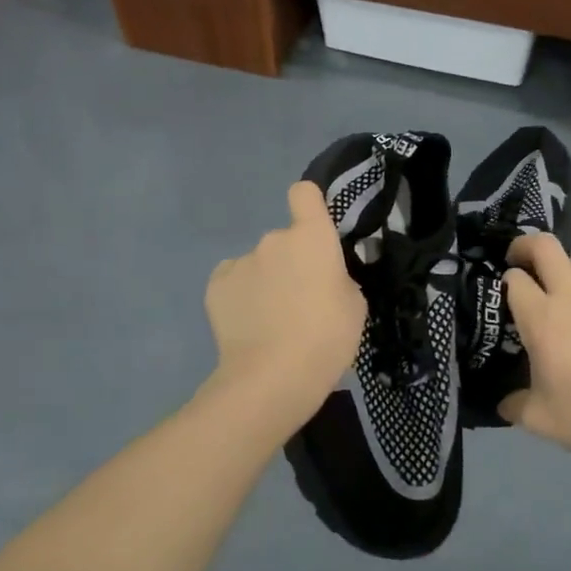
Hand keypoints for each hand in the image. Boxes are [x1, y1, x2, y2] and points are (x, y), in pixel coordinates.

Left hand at [205, 182, 365, 420]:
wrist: (272, 377)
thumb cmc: (327, 338)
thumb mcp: (354, 306)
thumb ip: (337, 278)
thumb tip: (323, 277)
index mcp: (312, 237)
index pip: (304, 193)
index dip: (309, 205)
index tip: (314, 228)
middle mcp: (273, 239)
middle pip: (284, 241)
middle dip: (291, 263)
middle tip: (300, 301)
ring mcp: (241, 261)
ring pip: (258, 264)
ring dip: (266, 282)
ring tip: (271, 322)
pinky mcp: (216, 285)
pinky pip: (234, 282)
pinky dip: (241, 296)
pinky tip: (248, 325)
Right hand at [499, 234, 570, 463]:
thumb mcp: (540, 420)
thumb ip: (516, 405)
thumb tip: (505, 403)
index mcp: (543, 320)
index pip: (515, 279)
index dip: (504, 282)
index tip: (502, 296)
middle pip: (547, 247)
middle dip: (526, 246)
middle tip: (519, 264)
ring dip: (563, 272)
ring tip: (561, 300)